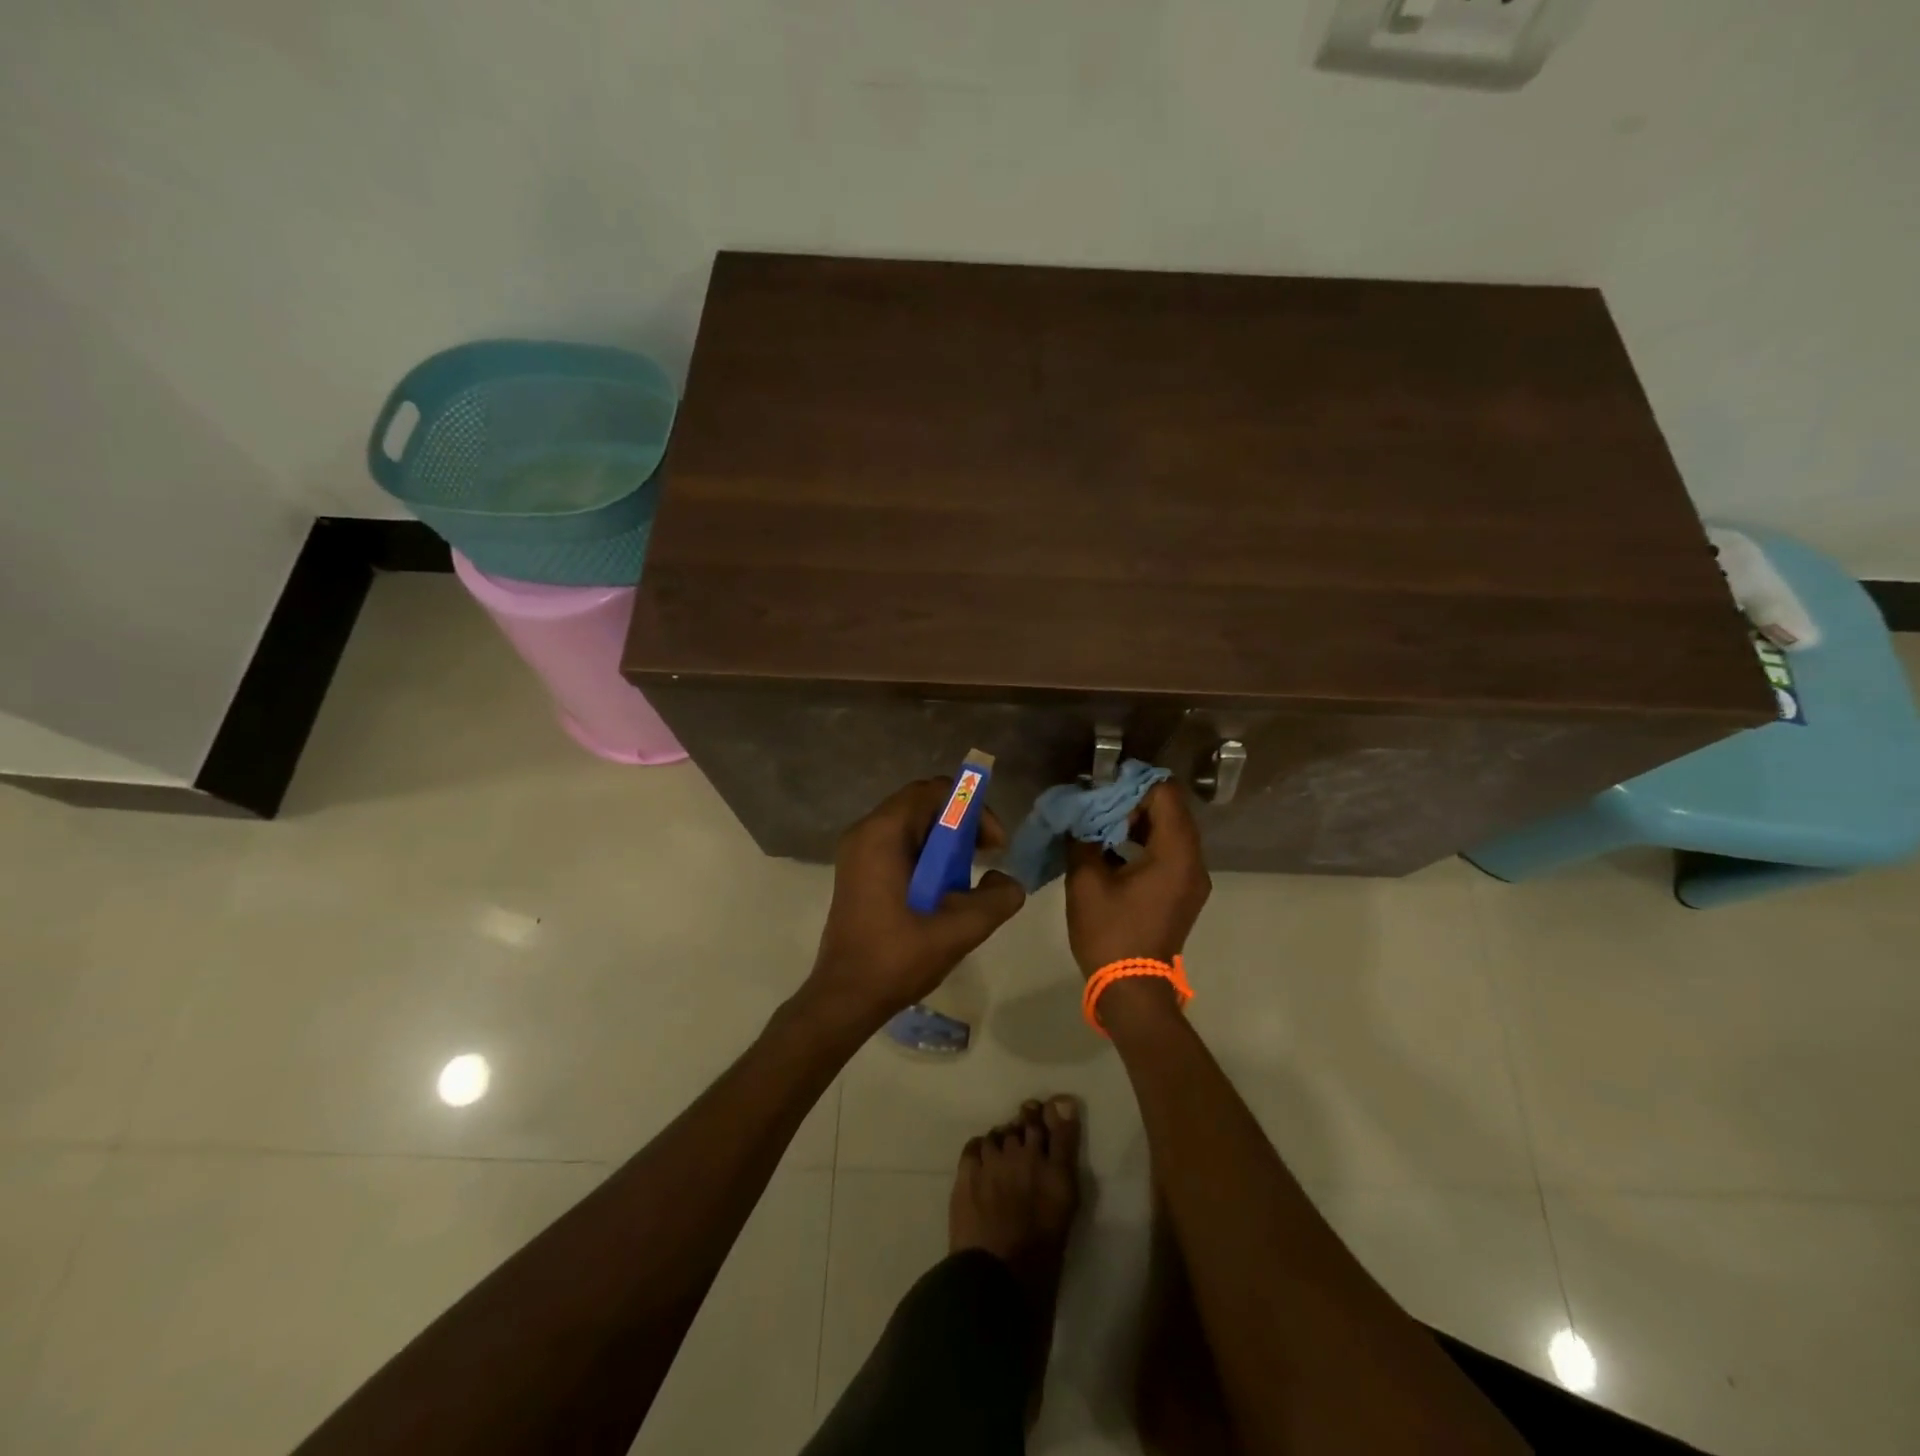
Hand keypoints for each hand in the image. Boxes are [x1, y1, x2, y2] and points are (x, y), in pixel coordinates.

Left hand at [804, 778, 1026, 1028]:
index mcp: (882, 833)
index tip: (994, 844)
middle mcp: (865, 832)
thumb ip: (996, 899)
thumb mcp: (958, 929)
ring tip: (968, 874)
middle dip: (961, 822)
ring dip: (945, 841)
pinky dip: (925, 854)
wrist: (844, 997)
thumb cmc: (896, 958)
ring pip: (911, 825)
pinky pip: (898, 844)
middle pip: (921, 804)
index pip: (933, 791)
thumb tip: (1010, 882)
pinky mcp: (857, 872)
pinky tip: (942, 889)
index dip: (972, 808)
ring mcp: (857, 852)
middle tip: (988, 854)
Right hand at [1065, 781, 1210, 978]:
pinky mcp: (1183, 893)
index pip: (1165, 795)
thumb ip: (1083, 839)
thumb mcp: (1086, 882)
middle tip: (1097, 804)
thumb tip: (1078, 817)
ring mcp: (1192, 879)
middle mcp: (1193, 861)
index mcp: (1175, 854)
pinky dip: (1145, 842)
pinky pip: (1170, 852)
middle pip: (1171, 810)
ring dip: (1138, 821)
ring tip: (1101, 825)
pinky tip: (1113, 849)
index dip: (1134, 784)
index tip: (1102, 788)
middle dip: (1134, 801)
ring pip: (1171, 831)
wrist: (1132, 989)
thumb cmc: (1110, 933)